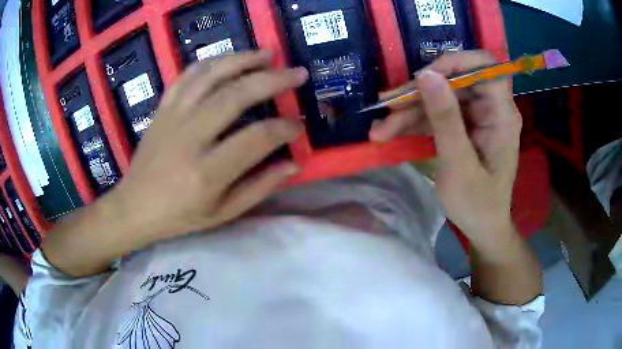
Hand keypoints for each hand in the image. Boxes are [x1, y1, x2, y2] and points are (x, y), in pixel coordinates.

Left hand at [111, 51, 307, 242]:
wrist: (134, 206)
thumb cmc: (180, 216)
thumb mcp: (223, 212)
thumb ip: (260, 187)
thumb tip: (294, 164)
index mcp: (207, 172)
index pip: (256, 138)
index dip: (284, 128)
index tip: (298, 125)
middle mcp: (190, 137)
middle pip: (236, 95)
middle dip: (273, 80)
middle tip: (297, 73)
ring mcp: (173, 117)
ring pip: (211, 75)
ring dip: (243, 59)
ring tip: (268, 54)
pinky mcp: (162, 108)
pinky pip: (187, 75)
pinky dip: (211, 62)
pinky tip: (228, 59)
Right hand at [371, 51, 521, 245]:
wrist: (482, 227)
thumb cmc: (477, 204)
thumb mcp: (458, 164)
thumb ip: (445, 118)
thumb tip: (427, 74)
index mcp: (501, 114)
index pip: (483, 66)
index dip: (454, 63)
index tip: (423, 79)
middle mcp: (491, 108)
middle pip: (454, 81)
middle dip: (420, 94)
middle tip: (387, 108)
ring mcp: (477, 117)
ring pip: (441, 97)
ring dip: (410, 111)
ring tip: (381, 130)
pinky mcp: (465, 126)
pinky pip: (439, 114)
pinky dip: (416, 122)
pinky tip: (391, 132)